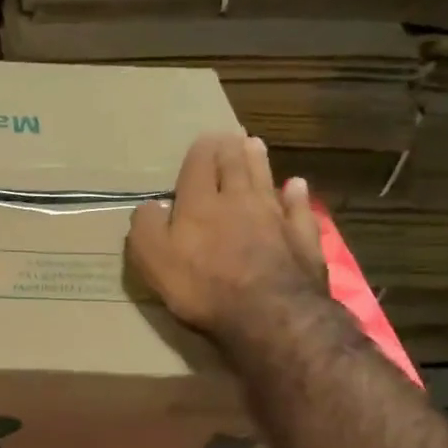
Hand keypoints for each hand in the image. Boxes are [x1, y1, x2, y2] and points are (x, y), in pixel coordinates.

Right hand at [127, 134, 329, 351]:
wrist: (267, 313)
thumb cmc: (201, 286)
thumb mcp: (152, 258)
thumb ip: (146, 226)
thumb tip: (148, 206)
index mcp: (199, 205)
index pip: (198, 168)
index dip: (200, 153)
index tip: (204, 138)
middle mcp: (238, 201)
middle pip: (234, 167)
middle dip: (230, 149)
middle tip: (231, 134)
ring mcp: (274, 218)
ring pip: (265, 180)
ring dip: (259, 162)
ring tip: (255, 144)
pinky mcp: (302, 238)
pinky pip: (299, 208)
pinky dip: (296, 194)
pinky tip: (295, 185)